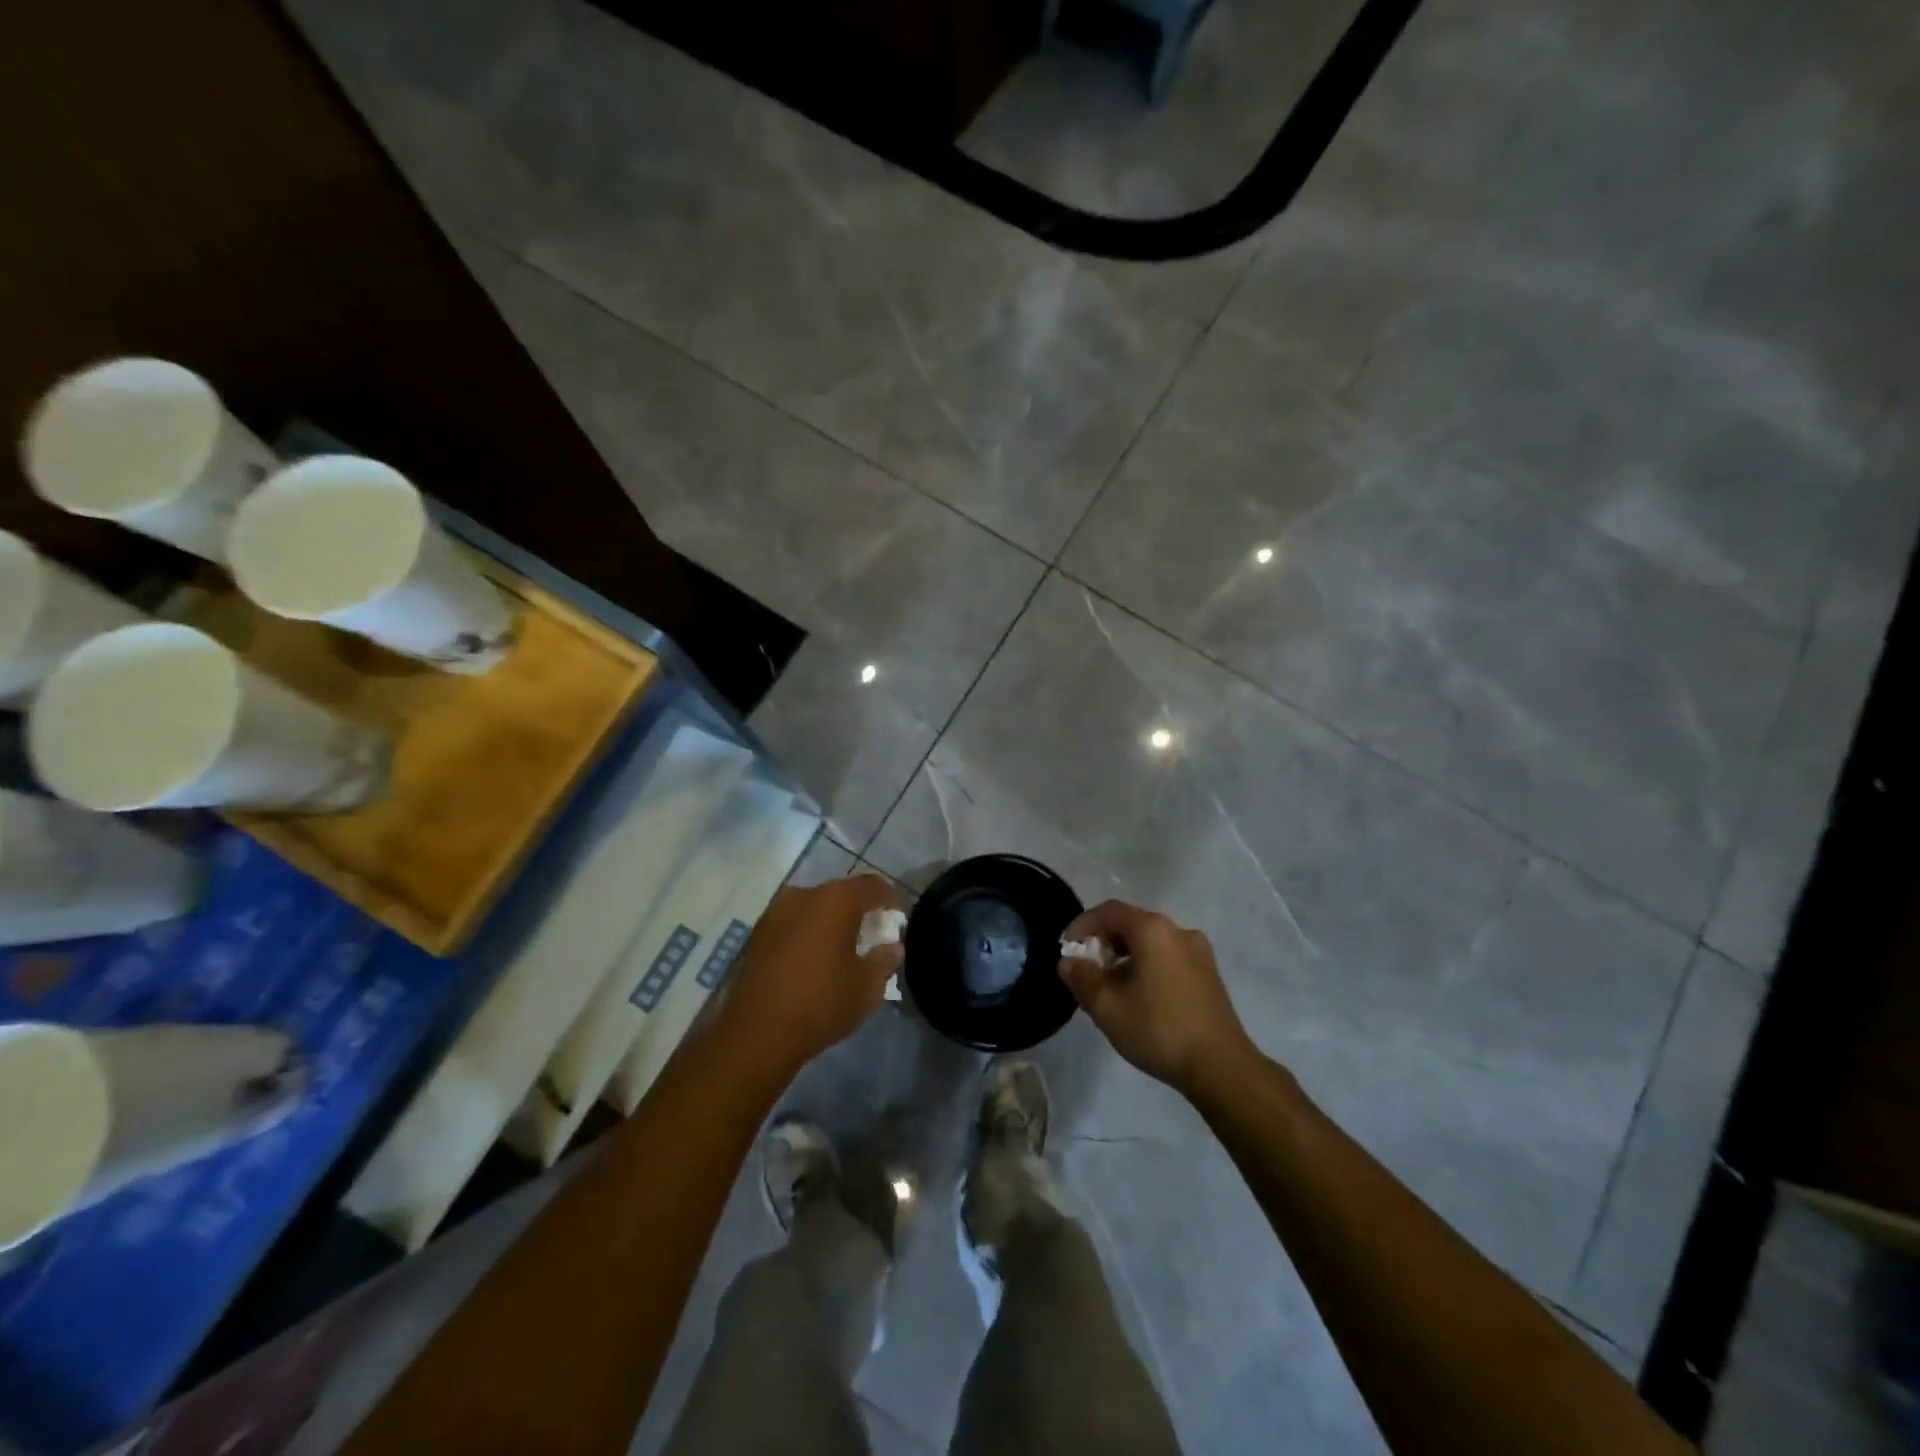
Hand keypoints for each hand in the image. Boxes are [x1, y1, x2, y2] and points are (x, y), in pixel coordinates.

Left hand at [719, 874, 904, 1072]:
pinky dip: (810, 932)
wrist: (756, 1034)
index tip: (900, 917)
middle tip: (875, 932)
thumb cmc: (821, 1003)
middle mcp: (804, 894)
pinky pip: (794, 923)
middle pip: (841, 893)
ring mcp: (776, 912)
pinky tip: (816, 957)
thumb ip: (884, 960)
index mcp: (836, 900)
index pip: (872, 886)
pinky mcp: (758, 934)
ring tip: (844, 946)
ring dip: (832, 920)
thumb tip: (892, 947)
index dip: (891, 898)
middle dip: (860, 909)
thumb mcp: (867, 987)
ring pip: (814, 907)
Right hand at [1059, 901, 1254, 1098]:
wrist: (1221, 1067)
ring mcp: (1198, 951)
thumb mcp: (1107, 1007)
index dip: (1082, 925)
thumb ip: (1082, 978)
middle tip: (1087, 970)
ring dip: (1125, 956)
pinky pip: (1168, 957)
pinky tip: (1140, 997)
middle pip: (1131, 924)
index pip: (1109, 911)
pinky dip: (1147, 966)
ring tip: (1111, 987)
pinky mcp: (1209, 973)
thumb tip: (1069, 962)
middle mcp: (1178, 930)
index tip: (1067, 949)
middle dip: (1103, 942)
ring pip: (1151, 942)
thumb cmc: (1158, 1029)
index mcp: (1153, 929)